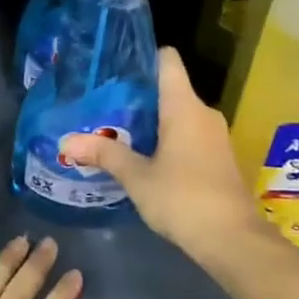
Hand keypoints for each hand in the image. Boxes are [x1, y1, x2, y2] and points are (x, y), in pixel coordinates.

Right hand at [58, 47, 269, 264]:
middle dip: (138, 96)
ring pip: (179, 114)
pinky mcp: (219, 158)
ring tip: (117, 130)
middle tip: (103, 104)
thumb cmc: (183, 198)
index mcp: (184, 106)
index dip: (142, 57)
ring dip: (152, 121)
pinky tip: (144, 157)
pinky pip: (189, 134)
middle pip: (169, 88)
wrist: (234, 241)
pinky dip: (167, 138)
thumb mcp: (137, 177)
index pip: (167, 60)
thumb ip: (104, 154)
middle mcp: (203, 113)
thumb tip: (65, 142)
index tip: (115, 67)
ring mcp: (215, 136)